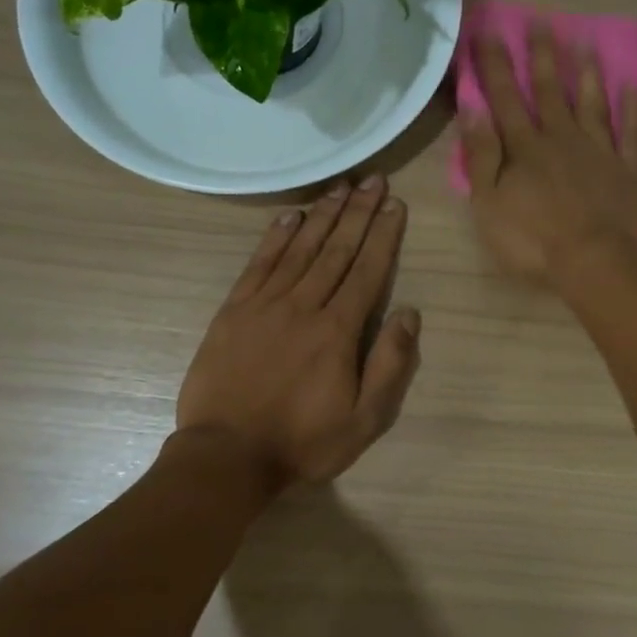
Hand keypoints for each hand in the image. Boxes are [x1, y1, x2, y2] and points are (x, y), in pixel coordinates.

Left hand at [177, 177, 420, 492]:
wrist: (226, 456)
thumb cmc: (302, 442)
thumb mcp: (364, 420)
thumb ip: (390, 365)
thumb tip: (410, 314)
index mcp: (338, 331)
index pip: (367, 271)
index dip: (383, 235)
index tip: (395, 205)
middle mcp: (304, 306)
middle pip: (336, 250)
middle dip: (358, 213)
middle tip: (374, 180)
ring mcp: (265, 305)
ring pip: (300, 249)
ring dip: (323, 215)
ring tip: (341, 187)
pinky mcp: (234, 311)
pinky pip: (259, 264)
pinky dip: (275, 237)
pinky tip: (291, 217)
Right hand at [460, 24, 636, 287]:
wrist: (595, 262)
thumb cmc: (533, 240)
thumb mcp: (489, 204)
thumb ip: (481, 156)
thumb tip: (473, 109)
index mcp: (525, 147)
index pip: (505, 97)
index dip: (494, 65)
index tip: (488, 32)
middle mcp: (563, 138)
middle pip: (550, 91)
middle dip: (542, 55)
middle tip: (541, 21)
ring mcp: (599, 151)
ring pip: (592, 104)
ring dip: (587, 74)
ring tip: (585, 43)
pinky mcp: (628, 170)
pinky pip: (632, 133)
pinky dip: (633, 110)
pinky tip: (634, 89)